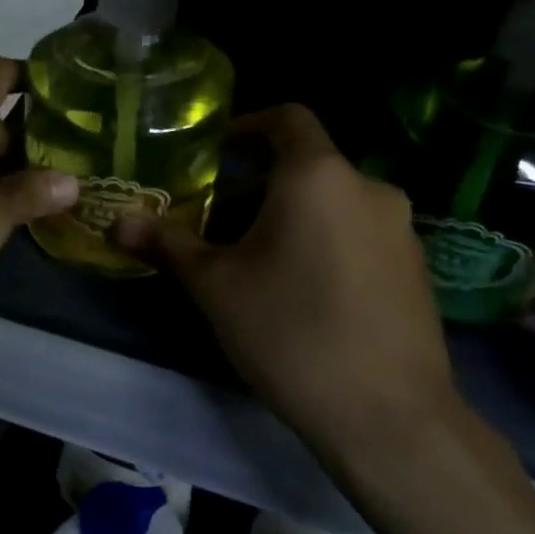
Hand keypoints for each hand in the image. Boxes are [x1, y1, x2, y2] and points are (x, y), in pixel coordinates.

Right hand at [114, 105, 466, 480]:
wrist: (387, 414)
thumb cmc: (290, 332)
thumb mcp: (215, 287)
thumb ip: (167, 245)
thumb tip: (118, 223)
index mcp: (318, 177)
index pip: (287, 119)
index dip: (248, 125)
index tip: (216, 152)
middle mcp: (369, 188)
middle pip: (307, 165)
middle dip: (260, 185)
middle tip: (219, 222)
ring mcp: (401, 229)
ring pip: (334, 202)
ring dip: (293, 215)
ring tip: (256, 260)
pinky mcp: (416, 268)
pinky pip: (360, 233)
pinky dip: (326, 241)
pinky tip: (304, 291)